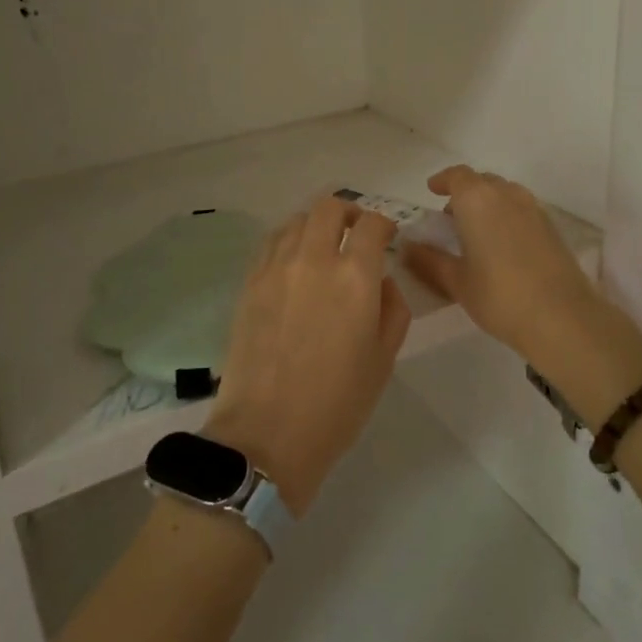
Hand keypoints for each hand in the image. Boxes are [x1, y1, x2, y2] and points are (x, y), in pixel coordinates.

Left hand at [205, 195, 410, 515]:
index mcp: (355, 277)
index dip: (384, 224)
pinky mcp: (249, 283)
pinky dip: (288, 241)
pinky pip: (271, 243)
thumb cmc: (337, 403)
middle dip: (348, 212)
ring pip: (297, 220)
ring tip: (323, 249)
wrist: (267, 434)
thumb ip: (393, 308)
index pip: (372, 223)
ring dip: (316, 225)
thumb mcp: (384, 359)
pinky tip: (294, 265)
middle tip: (356, 234)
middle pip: (329, 207)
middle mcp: (314, 259)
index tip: (387, 237)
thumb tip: (382, 281)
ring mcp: (275, 268)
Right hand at [400, 166, 601, 353]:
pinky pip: (521, 210)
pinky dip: (506, 217)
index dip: (442, 180)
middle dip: (464, 193)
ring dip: (487, 204)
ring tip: (476, 233)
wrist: (562, 316)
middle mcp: (507, 194)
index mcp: (477, 199)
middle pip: (482, 182)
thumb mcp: (456, 281)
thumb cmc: (499, 295)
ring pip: (504, 194)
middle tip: (450, 218)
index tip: (431, 191)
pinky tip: (502, 247)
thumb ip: (428, 260)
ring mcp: (533, 209)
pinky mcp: (551, 227)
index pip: (457, 176)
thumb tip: (407, 248)